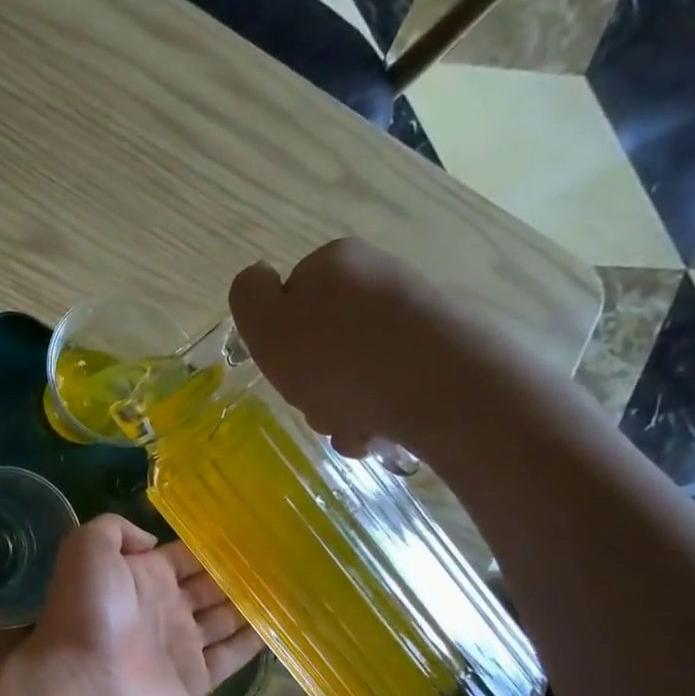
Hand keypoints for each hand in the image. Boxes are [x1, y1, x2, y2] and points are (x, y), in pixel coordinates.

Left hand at [23, 514, 264, 695]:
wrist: (81, 682)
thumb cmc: (86, 611)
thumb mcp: (88, 548)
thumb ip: (117, 529)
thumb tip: (152, 540)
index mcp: (142, 575)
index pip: (185, 556)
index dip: (212, 545)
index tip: (250, 530)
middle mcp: (165, 606)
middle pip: (210, 586)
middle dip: (239, 573)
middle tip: (282, 556)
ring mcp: (182, 644)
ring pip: (225, 619)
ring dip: (252, 603)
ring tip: (292, 584)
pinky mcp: (197, 679)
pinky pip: (233, 656)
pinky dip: (256, 641)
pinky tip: (283, 622)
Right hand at [228, 239, 549, 462]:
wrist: (441, 387)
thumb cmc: (337, 358)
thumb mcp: (266, 324)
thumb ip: (248, 297)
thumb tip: (260, 279)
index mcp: (334, 263)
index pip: (289, 299)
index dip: (279, 340)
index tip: (285, 369)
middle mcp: (377, 277)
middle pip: (324, 339)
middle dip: (315, 381)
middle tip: (318, 406)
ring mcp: (416, 314)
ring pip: (357, 369)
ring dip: (343, 406)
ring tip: (353, 427)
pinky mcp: (446, 351)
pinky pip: (392, 385)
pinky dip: (378, 412)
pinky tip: (379, 432)